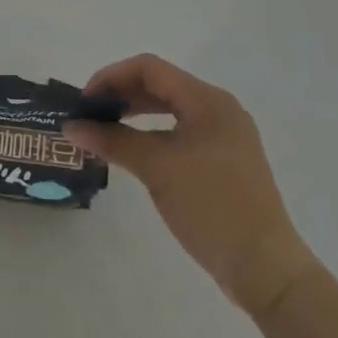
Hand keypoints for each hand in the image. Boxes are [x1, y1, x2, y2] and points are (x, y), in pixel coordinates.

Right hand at [63, 55, 316, 317]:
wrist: (266, 268)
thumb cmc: (211, 206)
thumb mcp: (156, 168)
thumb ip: (112, 140)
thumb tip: (71, 126)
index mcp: (208, 101)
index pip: (150, 69)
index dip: (111, 77)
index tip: (84, 100)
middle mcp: (219, 109)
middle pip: (160, 85)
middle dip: (121, 93)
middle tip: (89, 114)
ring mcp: (225, 135)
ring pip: (171, 108)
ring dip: (135, 112)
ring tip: (104, 128)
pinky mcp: (225, 160)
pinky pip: (181, 130)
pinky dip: (153, 132)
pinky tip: (134, 150)